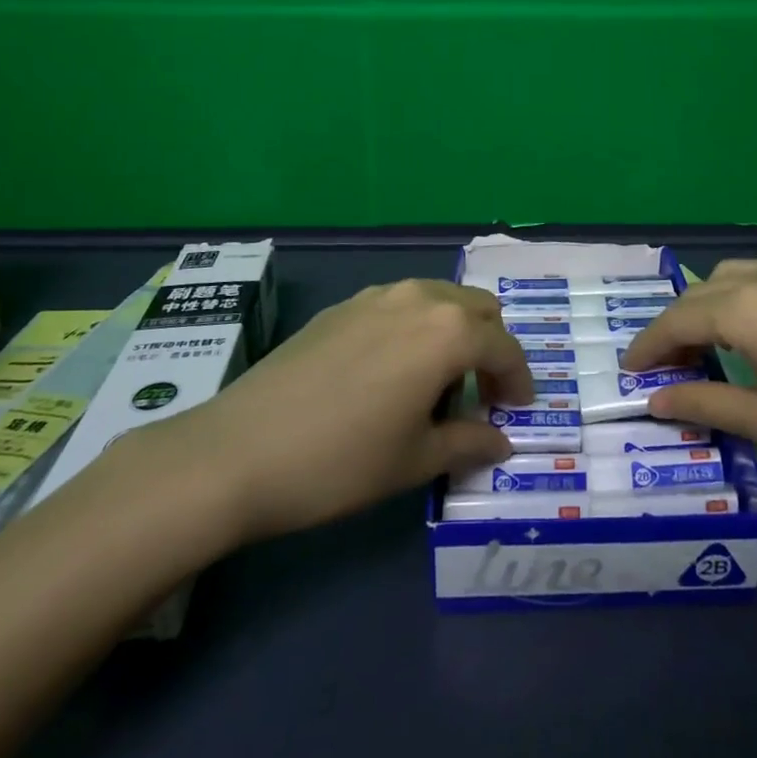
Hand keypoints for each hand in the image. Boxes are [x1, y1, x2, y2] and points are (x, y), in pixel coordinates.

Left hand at [133, 279, 532, 549]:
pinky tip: (390, 372)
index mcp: (447, 332)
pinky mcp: (342, 306)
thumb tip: (500, 440)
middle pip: (478, 310)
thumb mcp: (415, 461)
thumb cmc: (341, 462)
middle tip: (479, 395)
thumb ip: (468, 443)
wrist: (237, 451)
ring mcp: (376, 296)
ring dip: (453, 333)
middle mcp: (419, 298)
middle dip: (490, 348)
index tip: (518, 411)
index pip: (504, 347)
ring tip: (436, 384)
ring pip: (438, 300)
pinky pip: (400, 305)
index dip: (519, 380)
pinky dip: (416, 329)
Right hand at [620, 259, 756, 513]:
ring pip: (737, 277)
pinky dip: (747, 299)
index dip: (649, 344)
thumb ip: (706, 402)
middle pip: (704, 292)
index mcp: (750, 308)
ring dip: (712, 306)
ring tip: (710, 348)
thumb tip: (654, 400)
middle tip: (669, 368)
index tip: (630, 370)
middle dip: (678, 326)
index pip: (680, 319)